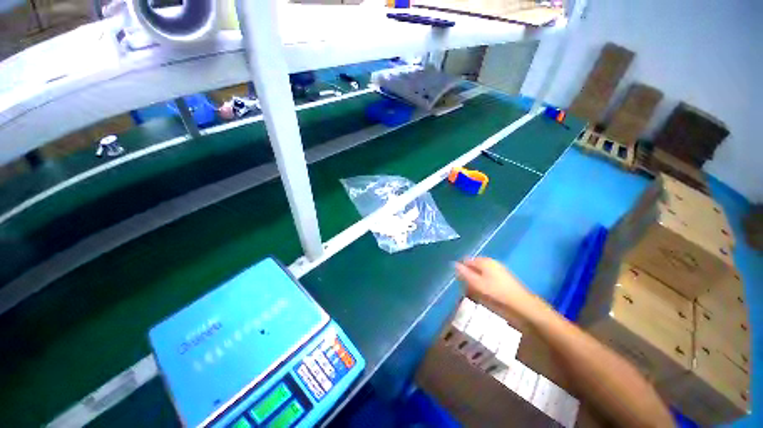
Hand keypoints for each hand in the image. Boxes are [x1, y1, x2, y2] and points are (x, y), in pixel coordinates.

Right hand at [455, 257, 543, 324]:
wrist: (520, 301)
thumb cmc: (496, 291)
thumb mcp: (477, 283)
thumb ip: (465, 273)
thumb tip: (455, 264)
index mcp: (483, 261)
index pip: (467, 260)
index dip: (462, 269)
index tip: (461, 280)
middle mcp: (490, 260)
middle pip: (474, 264)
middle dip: (470, 273)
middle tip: (468, 286)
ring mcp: (498, 266)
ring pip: (482, 269)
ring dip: (477, 277)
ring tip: (477, 289)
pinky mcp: (503, 273)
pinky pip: (489, 273)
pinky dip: (485, 279)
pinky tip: (487, 289)